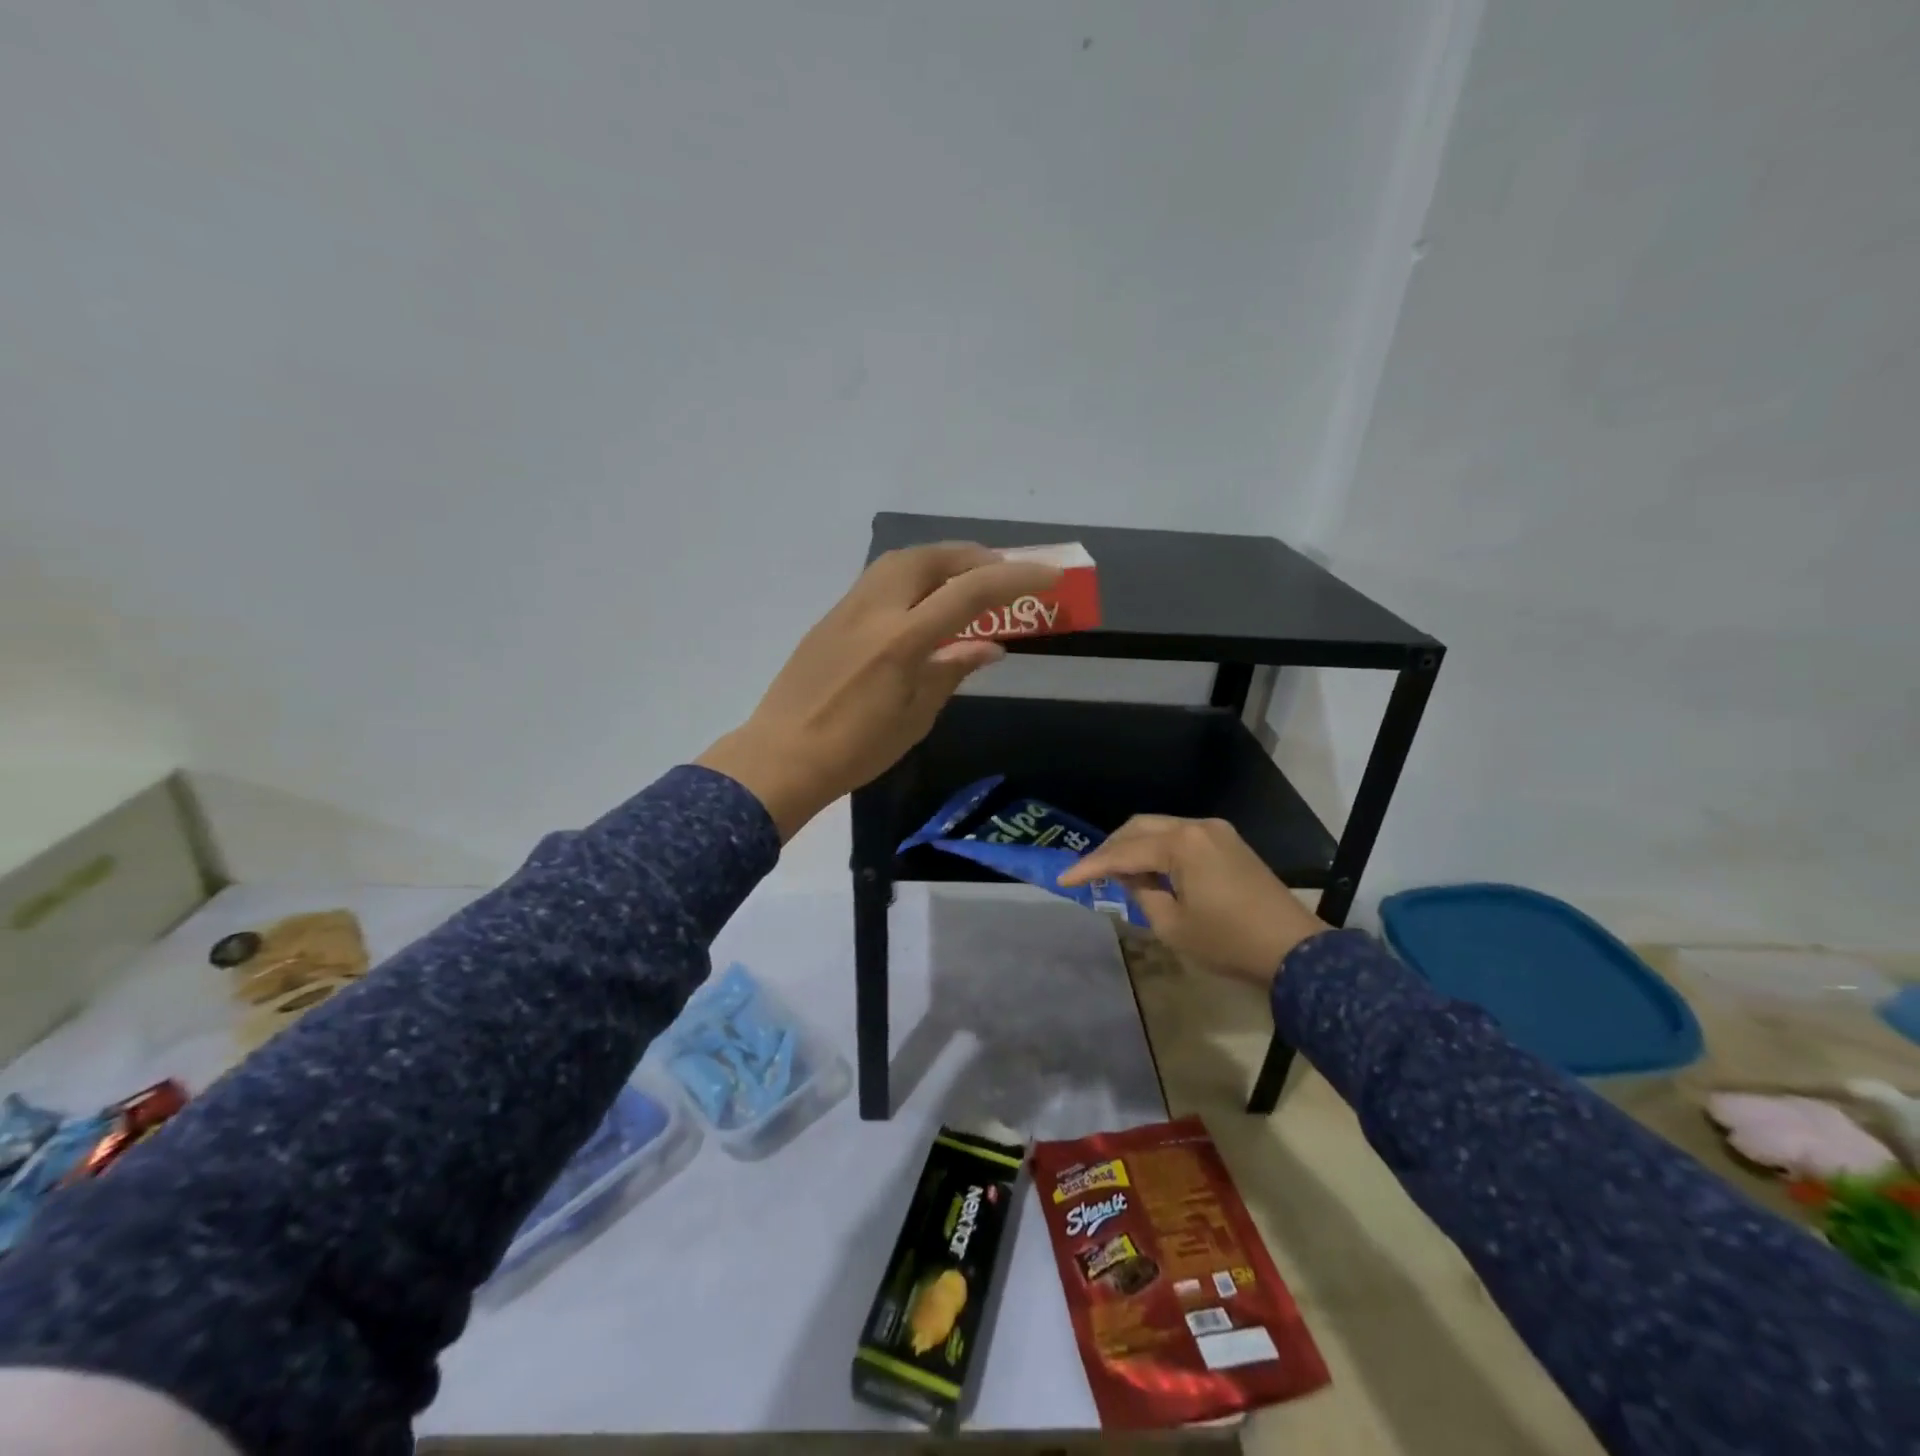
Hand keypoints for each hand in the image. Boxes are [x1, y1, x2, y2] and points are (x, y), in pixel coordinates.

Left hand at [697, 543, 1060, 838]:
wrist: (782, 756)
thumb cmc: (856, 749)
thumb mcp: (916, 716)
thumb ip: (952, 670)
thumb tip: (990, 646)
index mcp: (901, 640)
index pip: (969, 593)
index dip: (1014, 579)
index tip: (1049, 575)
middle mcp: (874, 610)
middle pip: (931, 559)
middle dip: (973, 557)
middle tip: (1001, 573)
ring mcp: (847, 608)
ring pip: (900, 561)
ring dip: (940, 560)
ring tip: (964, 580)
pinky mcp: (831, 617)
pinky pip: (879, 579)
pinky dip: (912, 575)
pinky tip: (922, 601)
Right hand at [1057, 816, 1327, 985]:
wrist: (1294, 950)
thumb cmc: (1228, 942)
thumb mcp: (1172, 925)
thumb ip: (1141, 894)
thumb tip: (1131, 878)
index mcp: (1181, 843)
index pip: (1123, 852)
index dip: (1091, 867)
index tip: (1064, 880)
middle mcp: (1197, 826)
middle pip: (1139, 827)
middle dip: (1111, 849)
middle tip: (1090, 873)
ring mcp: (1216, 831)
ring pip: (1160, 829)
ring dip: (1135, 847)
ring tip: (1117, 874)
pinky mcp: (1228, 843)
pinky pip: (1181, 837)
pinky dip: (1159, 849)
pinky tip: (1150, 871)